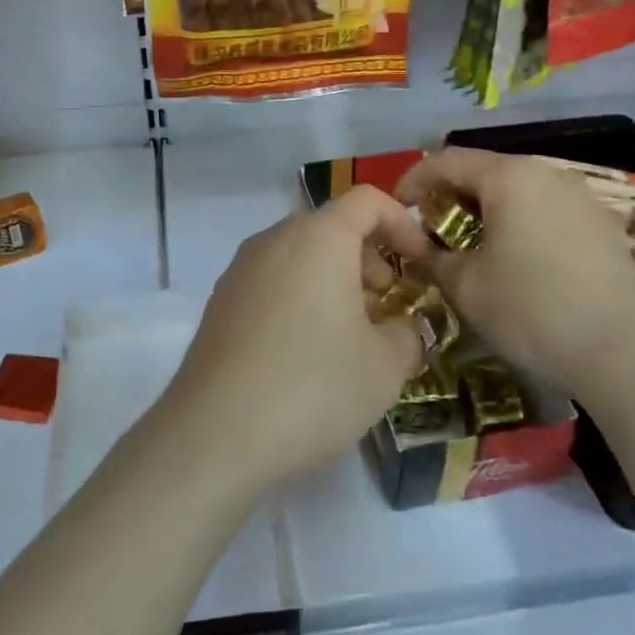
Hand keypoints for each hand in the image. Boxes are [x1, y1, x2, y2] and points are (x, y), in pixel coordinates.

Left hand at [158, 186, 429, 491]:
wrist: (214, 434)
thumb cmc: (312, 387)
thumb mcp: (385, 367)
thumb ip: (408, 335)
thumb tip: (401, 328)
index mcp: (318, 237)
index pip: (367, 200)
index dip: (403, 224)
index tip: (421, 265)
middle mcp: (274, 239)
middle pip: (331, 227)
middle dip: (369, 259)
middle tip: (388, 307)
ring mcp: (240, 269)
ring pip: (300, 256)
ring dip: (335, 281)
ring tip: (352, 336)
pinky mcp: (220, 302)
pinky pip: (273, 281)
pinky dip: (301, 298)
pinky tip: (308, 354)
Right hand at [395, 148, 634, 399]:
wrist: (628, 351)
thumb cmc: (533, 308)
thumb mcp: (466, 286)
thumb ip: (433, 259)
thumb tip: (421, 249)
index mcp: (508, 176)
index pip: (445, 161)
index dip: (413, 181)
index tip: (397, 210)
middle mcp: (545, 173)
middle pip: (484, 171)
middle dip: (450, 196)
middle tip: (430, 231)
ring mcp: (579, 197)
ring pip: (517, 191)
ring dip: (485, 211)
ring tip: (470, 246)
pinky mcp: (601, 225)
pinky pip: (544, 210)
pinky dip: (518, 223)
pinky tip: (515, 260)